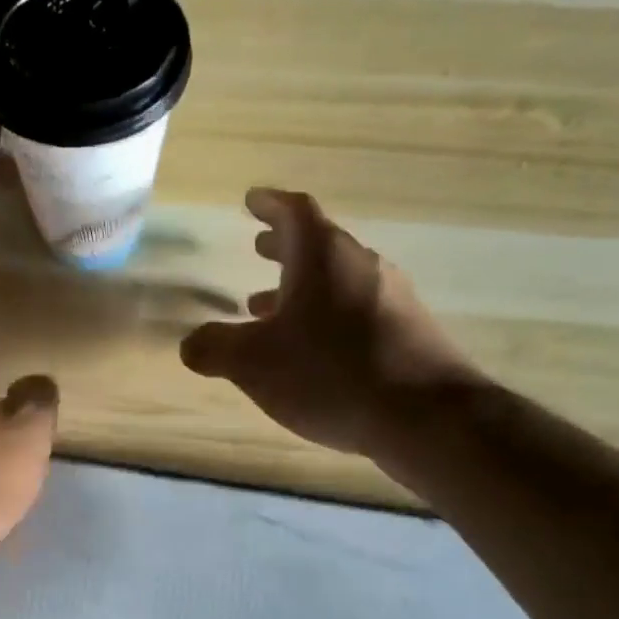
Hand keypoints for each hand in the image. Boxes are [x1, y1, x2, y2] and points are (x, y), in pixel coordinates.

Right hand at [179, 188, 482, 481]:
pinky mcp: (409, 331)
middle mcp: (361, 266)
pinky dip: (326, 314)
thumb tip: (191, 343)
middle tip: (258, 249)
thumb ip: (214, 348)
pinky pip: (357, 308)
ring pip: (337, 279)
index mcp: (323, 257)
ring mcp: (392, 298)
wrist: (427, 417)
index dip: (269, 204)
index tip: (251, 200)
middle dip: (284, 247)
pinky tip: (313, 348)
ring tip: (268, 307)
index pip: (294, 212)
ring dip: (301, 287)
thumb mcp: (253, 363)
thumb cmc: (330, 374)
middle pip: (319, 244)